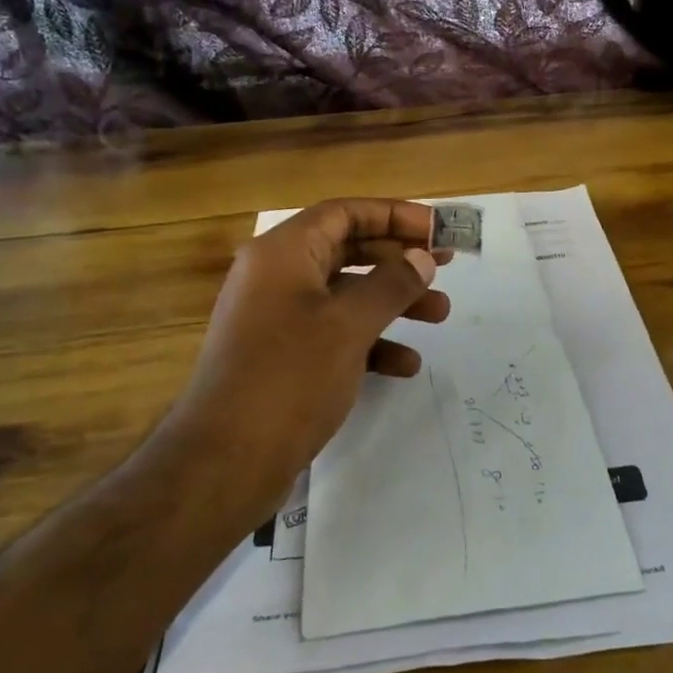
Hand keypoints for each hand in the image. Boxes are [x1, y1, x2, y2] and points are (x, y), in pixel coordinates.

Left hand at [161, 199, 451, 522]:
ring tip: (440, 315)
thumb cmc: (290, 377)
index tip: (438, 229)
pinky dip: (371, 341)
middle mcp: (277, 277)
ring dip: (393, 301)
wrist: (226, 460)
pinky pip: (334, 333)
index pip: (345, 213)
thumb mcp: (349, 325)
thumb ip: (391, 284)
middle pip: (348, 250)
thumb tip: (422, 258)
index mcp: (283, 253)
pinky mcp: (283, 356)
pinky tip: (404, 365)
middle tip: (446, 267)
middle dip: (400, 259)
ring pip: (346, 294)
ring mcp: (277, 318)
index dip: (394, 215)